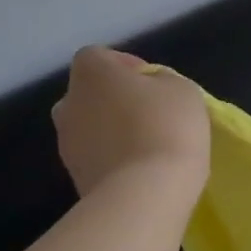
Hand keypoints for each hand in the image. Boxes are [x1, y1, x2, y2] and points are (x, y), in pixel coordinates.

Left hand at [51, 47, 209, 198]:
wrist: (145, 193)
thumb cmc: (167, 127)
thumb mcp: (183, 90)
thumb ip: (162, 80)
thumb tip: (150, 88)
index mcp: (91, 73)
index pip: (99, 57)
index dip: (127, 66)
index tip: (154, 84)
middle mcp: (68, 103)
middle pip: (91, 94)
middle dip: (116, 101)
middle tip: (151, 115)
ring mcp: (67, 144)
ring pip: (92, 128)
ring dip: (115, 132)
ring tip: (150, 148)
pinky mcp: (75, 177)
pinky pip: (98, 158)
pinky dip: (115, 160)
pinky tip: (143, 171)